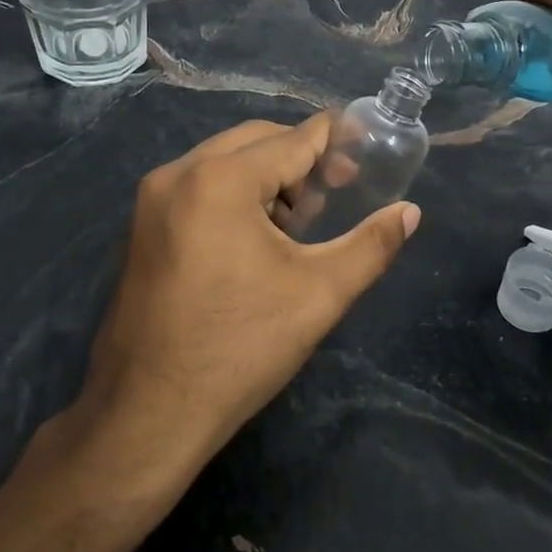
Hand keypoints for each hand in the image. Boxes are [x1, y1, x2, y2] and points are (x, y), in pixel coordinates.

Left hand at [77, 116, 419, 472]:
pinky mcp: (142, 225)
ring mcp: (152, 199)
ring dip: (266, 176)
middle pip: (255, 141)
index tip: (365, 146)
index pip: (292, 140)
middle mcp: (178, 173)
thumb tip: (410, 212)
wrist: (150, 411)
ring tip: (299, 220)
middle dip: (299, 158)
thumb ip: (371, 245)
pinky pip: (198, 185)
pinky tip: (256, 236)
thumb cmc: (241, 347)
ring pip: (224, 161)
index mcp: (220, 180)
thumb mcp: (319, 294)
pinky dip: (234, 193)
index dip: (333, 140)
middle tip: (335, 192)